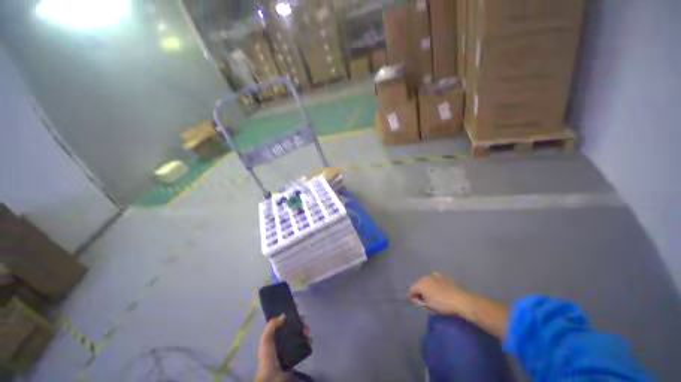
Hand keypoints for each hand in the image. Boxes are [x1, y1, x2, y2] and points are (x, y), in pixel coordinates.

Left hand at [254, 315, 310, 381]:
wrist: (272, 377)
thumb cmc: (268, 357)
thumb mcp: (266, 339)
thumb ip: (272, 326)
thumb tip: (284, 315)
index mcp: (275, 335)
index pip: (284, 322)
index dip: (291, 316)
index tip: (297, 312)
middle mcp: (283, 339)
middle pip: (294, 327)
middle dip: (300, 323)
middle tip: (304, 324)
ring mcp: (290, 347)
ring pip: (300, 334)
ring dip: (305, 331)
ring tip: (307, 332)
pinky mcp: (296, 354)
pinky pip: (304, 344)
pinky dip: (308, 340)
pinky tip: (309, 339)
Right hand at [409, 272, 465, 315]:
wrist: (460, 300)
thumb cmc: (443, 305)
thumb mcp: (429, 306)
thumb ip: (420, 301)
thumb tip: (417, 299)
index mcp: (420, 285)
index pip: (411, 289)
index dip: (412, 296)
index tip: (416, 302)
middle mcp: (425, 277)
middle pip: (418, 284)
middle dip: (420, 290)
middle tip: (425, 299)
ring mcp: (434, 275)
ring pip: (426, 280)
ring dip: (427, 286)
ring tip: (433, 294)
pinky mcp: (442, 275)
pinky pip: (435, 278)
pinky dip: (435, 282)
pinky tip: (440, 288)